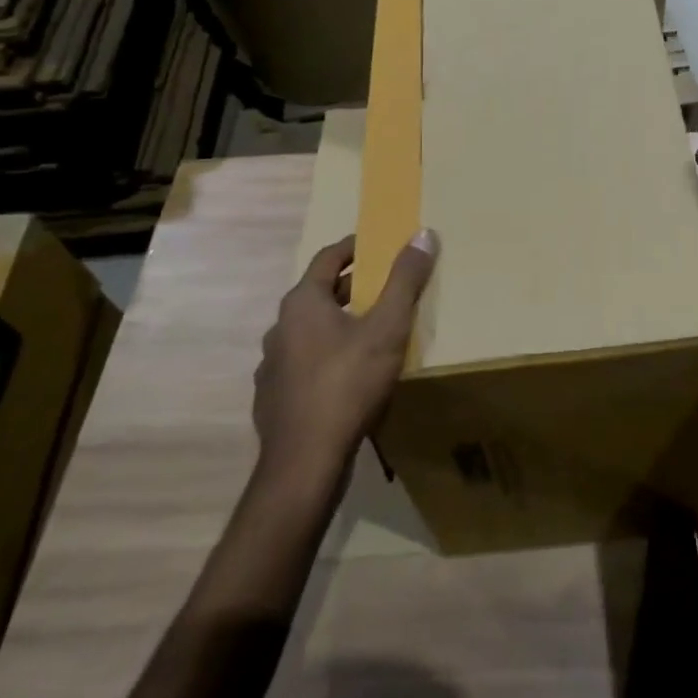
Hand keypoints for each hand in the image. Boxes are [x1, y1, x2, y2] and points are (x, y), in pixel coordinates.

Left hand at [253, 229, 436, 486]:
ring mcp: (273, 366)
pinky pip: (305, 365)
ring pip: (311, 332)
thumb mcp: (387, 328)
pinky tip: (349, 376)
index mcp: (302, 303)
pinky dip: (328, 358)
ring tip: (372, 332)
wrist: (304, 464)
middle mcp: (280, 328)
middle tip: (386, 287)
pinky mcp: (274, 399)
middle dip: (353, 287)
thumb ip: (405, 280)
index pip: (328, 258)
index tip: (378, 244)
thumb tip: (424, 234)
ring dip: (339, 324)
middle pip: (320, 294)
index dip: (354, 247)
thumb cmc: (347, 384)